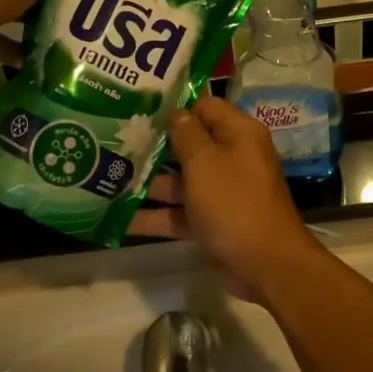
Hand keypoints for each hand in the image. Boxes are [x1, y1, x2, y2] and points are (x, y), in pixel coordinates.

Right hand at [132, 98, 320, 306]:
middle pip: (189, 144)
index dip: (175, 108)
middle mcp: (232, 157)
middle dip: (154, 147)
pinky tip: (118, 218)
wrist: (266, 264)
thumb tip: (176, 112)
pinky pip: (181, 212)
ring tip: (106, 180)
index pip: (205, 107)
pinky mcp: (213, 220)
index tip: (140, 110)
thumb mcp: (205, 162)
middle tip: (115, 143)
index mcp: (238, 134)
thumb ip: (186, 134)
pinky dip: (155, 216)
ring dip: (148, 183)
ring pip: (181, 181)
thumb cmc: (234, 202)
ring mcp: (222, 191)